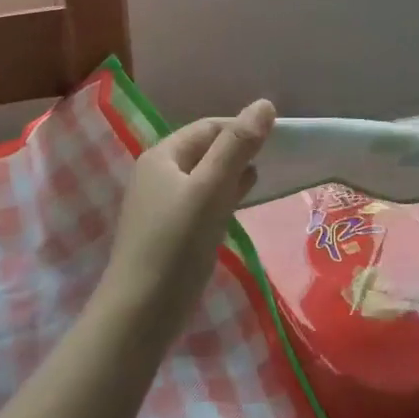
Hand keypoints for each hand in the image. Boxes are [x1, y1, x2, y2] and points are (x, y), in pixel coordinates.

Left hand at [102, 100, 275, 322]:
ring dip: (232, 175)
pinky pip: (201, 202)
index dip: (241, 128)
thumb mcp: (210, 189)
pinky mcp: (169, 232)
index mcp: (162, 156)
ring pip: (204, 178)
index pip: (208, 127)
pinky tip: (239, 206)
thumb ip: (236, 147)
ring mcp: (161, 204)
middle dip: (238, 151)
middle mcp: (158, 174)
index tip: (277, 139)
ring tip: (262, 179)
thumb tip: (264, 104)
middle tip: (275, 160)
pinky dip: (222, 198)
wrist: (140, 313)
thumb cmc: (176, 244)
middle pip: (205, 150)